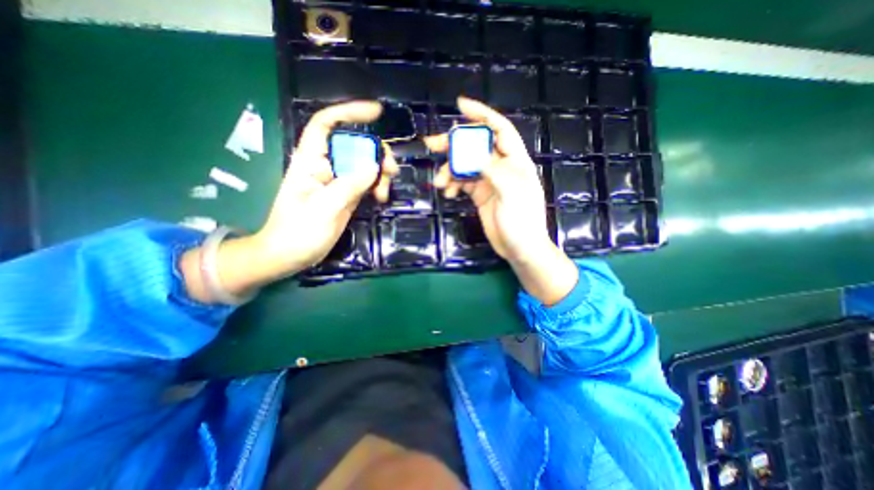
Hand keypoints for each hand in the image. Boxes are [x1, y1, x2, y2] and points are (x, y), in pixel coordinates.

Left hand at [185, 99, 401, 303]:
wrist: (291, 255)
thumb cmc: (298, 232)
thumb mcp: (324, 208)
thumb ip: (349, 186)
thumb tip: (373, 167)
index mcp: (310, 161)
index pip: (326, 125)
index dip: (349, 112)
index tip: (376, 112)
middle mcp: (325, 166)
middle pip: (354, 145)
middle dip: (376, 152)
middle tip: (392, 169)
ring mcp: (338, 181)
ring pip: (364, 164)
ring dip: (380, 173)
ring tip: (385, 192)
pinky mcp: (347, 195)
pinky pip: (367, 182)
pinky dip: (378, 186)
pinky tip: (382, 197)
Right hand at [426, 97, 578, 305]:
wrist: (520, 249)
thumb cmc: (522, 223)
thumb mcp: (511, 194)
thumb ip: (494, 171)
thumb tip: (473, 153)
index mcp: (515, 161)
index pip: (499, 129)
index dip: (482, 115)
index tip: (460, 106)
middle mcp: (502, 167)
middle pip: (476, 146)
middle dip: (454, 144)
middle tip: (432, 144)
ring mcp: (489, 180)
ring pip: (465, 165)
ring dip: (449, 170)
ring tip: (439, 182)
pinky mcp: (480, 194)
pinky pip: (462, 182)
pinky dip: (453, 184)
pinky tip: (448, 193)